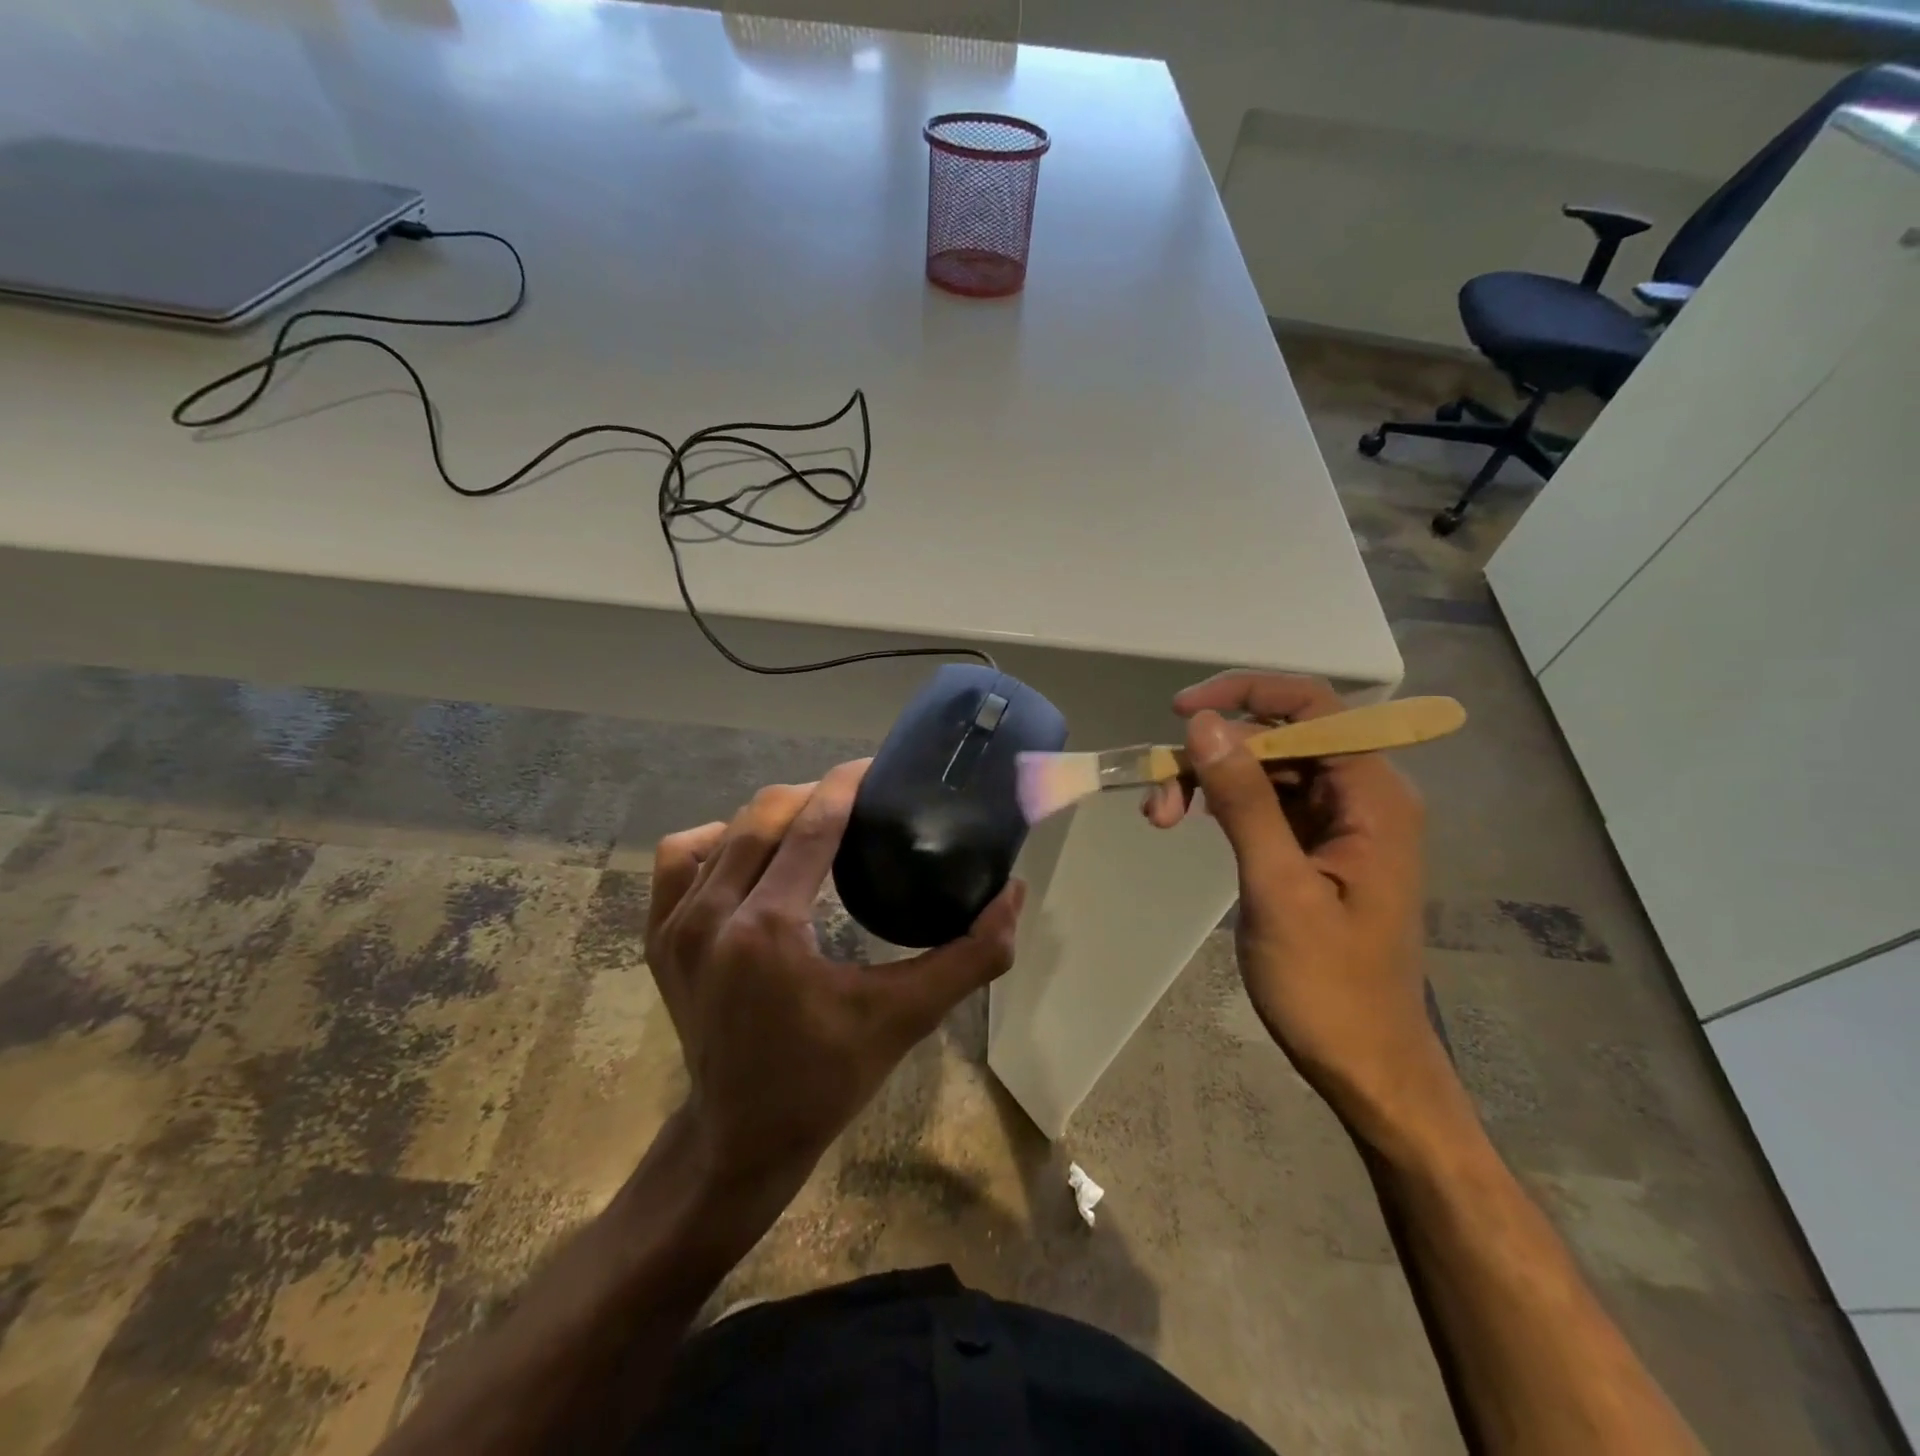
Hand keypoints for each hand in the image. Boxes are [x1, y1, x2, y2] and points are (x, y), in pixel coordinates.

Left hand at [645, 759, 1024, 1205]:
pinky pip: (681, 858)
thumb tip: (1013, 894)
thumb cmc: (826, 1079)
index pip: (811, 825)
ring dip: (770, 816)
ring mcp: (676, 926)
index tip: (877, 767)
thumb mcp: (905, 1018)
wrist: (739, 1137)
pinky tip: (748, 853)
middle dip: (814, 795)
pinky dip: (716, 841)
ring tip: (810, 825)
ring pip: (724, 830)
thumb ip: (969, 957)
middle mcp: (712, 916)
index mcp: (769, 930)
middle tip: (858, 802)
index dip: (846, 785)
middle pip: (764, 815)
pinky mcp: (659, 938)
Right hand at [1145, 673, 1446, 1135]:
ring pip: (1267, 768)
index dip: (1245, 694)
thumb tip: (1206, 726)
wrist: (1366, 1063)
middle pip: (1282, 736)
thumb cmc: (1329, 986)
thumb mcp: (1279, 888)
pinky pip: (1266, 801)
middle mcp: (1364, 796)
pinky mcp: (1318, 845)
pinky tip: (1190, 822)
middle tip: (1157, 795)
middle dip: (1214, 752)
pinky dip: (1223, 804)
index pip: (1312, 707)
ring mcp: (1341, 821)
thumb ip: (1245, 802)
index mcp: (1374, 797)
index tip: (1181, 713)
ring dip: (1211, 780)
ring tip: (1161, 816)